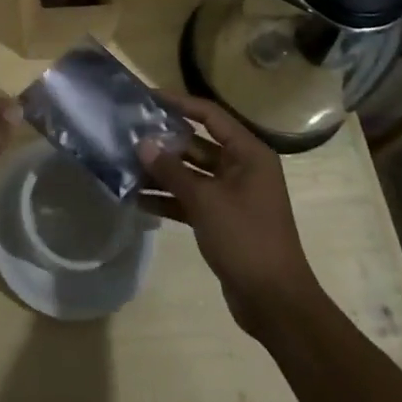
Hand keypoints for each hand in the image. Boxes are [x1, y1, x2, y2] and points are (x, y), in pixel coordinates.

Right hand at [137, 91, 319, 335]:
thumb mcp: (205, 200)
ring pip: (191, 173)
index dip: (179, 104)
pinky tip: (139, 200)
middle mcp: (242, 168)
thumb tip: (142, 143)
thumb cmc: (246, 239)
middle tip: (129, 134)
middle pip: (197, 144)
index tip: (147, 98)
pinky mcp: (223, 220)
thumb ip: (172, 171)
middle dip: (164, 142)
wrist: (275, 304)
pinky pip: (192, 199)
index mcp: (248, 154)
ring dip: (163, 172)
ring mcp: (232, 195)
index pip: (210, 116)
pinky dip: (169, 199)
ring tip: (126, 166)